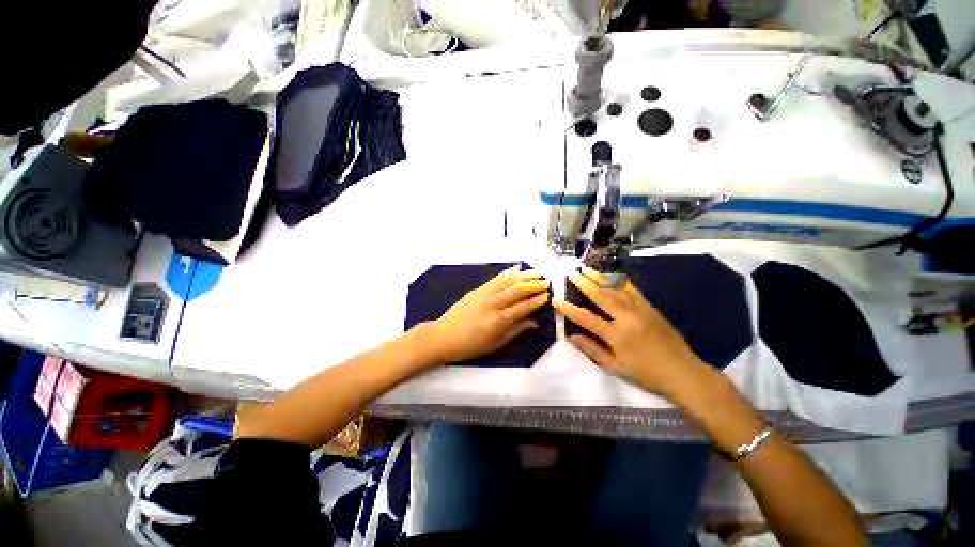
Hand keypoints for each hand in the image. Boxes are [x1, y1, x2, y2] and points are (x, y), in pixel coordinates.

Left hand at [422, 265, 549, 364]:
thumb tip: (534, 322)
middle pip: (518, 290)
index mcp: (499, 321)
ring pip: (508, 281)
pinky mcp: (477, 289)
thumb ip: (516, 331)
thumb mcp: (496, 344)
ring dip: (524, 276)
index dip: (537, 301)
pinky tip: (517, 268)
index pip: (523, 307)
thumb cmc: (471, 345)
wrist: (444, 336)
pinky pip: (495, 279)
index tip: (547, 296)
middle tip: (546, 282)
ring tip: (536, 272)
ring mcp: (484, 294)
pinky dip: (507, 272)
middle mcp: (494, 304)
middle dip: (534, 285)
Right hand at [552, 268, 711, 399]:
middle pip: (600, 295)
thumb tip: (571, 336)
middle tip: (570, 273)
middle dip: (583, 283)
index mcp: (616, 335)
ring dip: (599, 277)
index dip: (568, 308)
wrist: (682, 371)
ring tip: (585, 269)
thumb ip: (592, 350)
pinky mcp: (650, 307)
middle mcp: (626, 317)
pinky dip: (619, 280)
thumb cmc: (645, 373)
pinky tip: (611, 275)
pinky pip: (632, 289)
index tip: (555, 300)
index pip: (586, 318)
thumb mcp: (615, 367)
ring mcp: (640, 309)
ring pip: (615, 288)